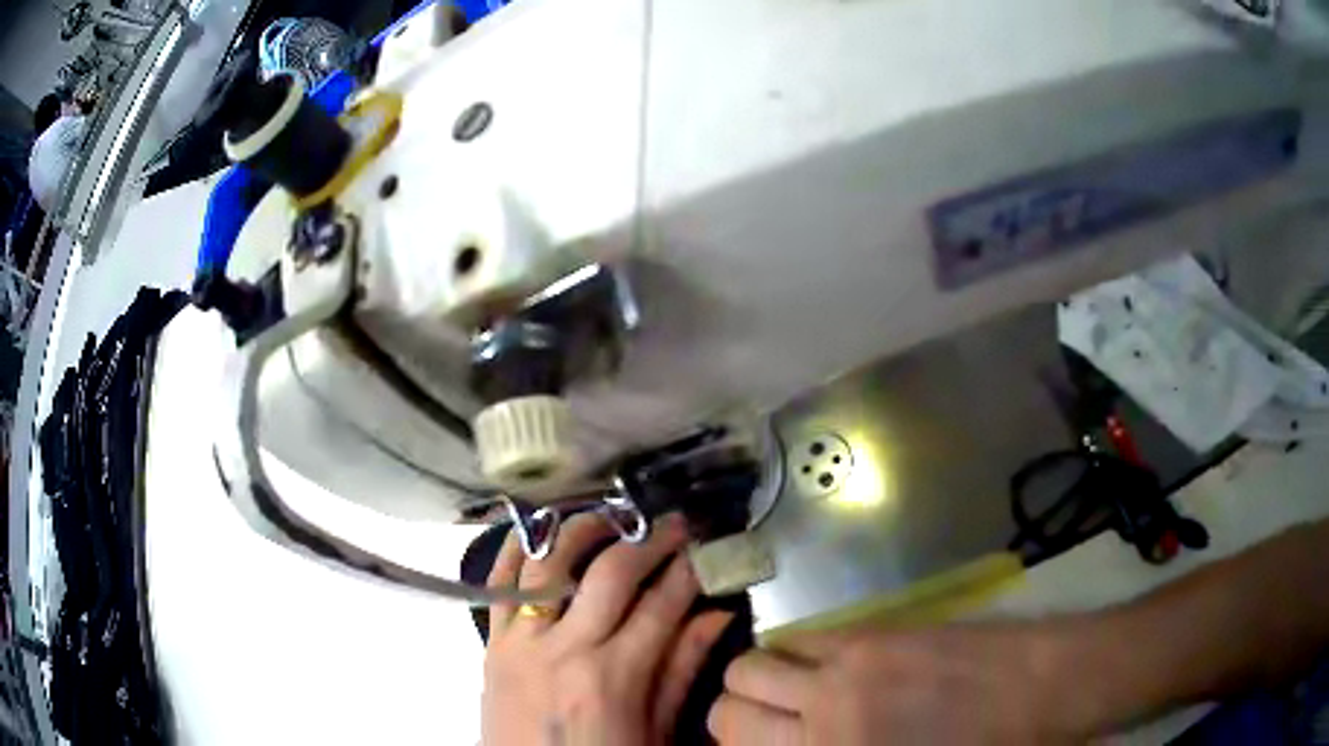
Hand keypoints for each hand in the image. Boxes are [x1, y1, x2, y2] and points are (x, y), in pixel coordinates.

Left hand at [482, 513, 732, 744]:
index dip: (689, 570)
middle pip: (610, 572)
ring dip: (583, 529)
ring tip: (612, 518)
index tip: (705, 545)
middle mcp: (564, 648)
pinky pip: (498, 583)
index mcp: (613, 677)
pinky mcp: (490, 644)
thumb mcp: (656, 733)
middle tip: (672, 524)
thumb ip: (682, 671)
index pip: (661, 605)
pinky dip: (517, 548)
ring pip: (550, 563)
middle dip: (648, 540)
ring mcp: (520, 642)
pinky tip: (537, 528)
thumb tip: (716, 614)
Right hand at [709, 624, 1081, 744]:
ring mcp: (844, 667)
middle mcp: (821, 715)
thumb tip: (794, 741)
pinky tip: (821, 665)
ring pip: (753, 662)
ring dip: (757, 680)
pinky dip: (793, 653)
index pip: (733, 744)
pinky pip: (801, 637)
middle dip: (731, 717)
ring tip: (786, 691)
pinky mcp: (871, 632)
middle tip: (763, 726)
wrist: (1036, 689)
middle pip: (727, 706)